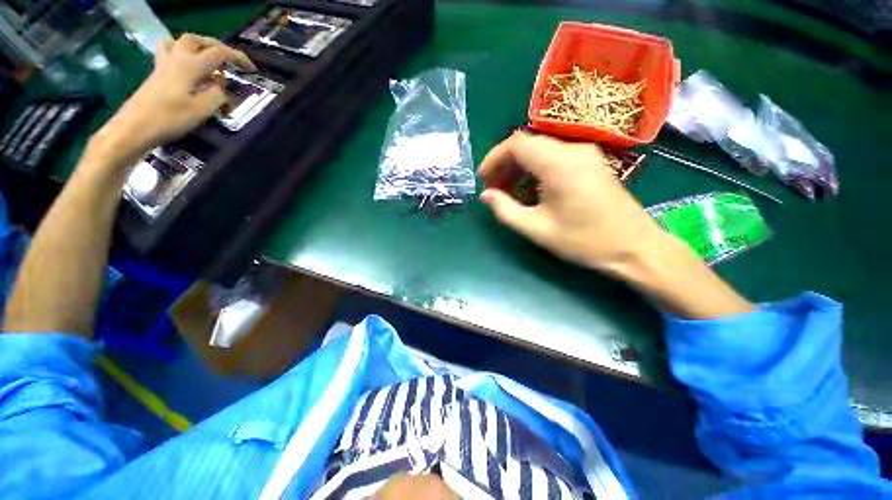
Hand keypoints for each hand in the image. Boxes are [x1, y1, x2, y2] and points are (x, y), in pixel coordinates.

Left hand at [95, 34, 255, 159]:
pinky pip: (170, 53)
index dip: (237, 57)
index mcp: (190, 66)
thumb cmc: (169, 119)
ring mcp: (163, 65)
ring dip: (197, 46)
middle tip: (229, 60)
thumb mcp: (201, 110)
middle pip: (196, 40)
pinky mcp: (156, 74)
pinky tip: (188, 68)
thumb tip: (222, 85)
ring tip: (207, 59)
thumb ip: (217, 94)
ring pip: (180, 42)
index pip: (218, 53)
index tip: (251, 69)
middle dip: (216, 46)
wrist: (134, 127)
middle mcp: (176, 59)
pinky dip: (182, 54)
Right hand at [479, 133, 666, 273]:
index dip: (494, 158)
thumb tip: (486, 196)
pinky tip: (531, 190)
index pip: (517, 143)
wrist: (635, 248)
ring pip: (541, 150)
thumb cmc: (584, 241)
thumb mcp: (536, 229)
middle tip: (493, 188)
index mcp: (558, 164)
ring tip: (508, 191)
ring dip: (520, 167)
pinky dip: (536, 169)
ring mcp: (586, 154)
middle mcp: (573, 150)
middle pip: (528, 144)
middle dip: (505, 164)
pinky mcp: (592, 162)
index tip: (483, 178)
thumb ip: (505, 210)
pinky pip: (555, 157)